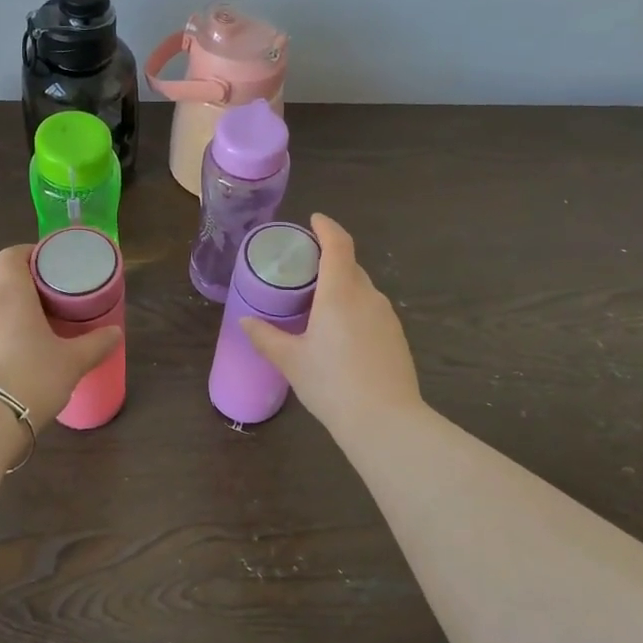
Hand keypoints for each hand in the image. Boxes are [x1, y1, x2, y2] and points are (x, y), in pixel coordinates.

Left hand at [0, 245, 122, 426]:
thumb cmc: (32, 376)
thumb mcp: (72, 362)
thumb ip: (96, 344)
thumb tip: (115, 332)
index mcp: (12, 294)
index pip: (11, 256)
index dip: (28, 253)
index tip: (47, 262)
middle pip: (1, 282)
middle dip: (23, 286)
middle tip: (50, 299)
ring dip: (11, 313)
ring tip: (36, 330)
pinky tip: (17, 357)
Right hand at [241, 213, 423, 428]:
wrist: (386, 421)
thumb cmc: (332, 384)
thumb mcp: (291, 361)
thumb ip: (266, 337)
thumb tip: (246, 322)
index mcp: (340, 292)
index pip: (337, 244)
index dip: (326, 227)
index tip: (314, 221)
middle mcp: (367, 296)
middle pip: (349, 265)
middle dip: (328, 260)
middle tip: (303, 271)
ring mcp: (387, 316)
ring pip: (362, 289)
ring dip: (342, 287)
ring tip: (318, 305)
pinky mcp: (396, 336)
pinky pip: (371, 310)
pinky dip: (354, 309)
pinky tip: (340, 334)